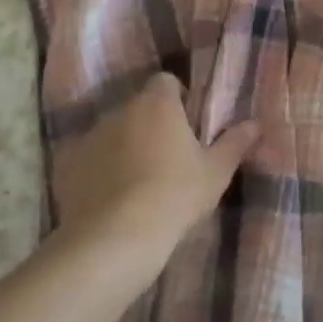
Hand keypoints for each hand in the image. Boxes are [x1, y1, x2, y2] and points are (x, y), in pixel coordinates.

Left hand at [50, 73, 258, 261]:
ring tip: (138, 182)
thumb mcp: (216, 172)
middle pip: (138, 107)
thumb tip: (256, 123)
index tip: (188, 125)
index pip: (166, 81)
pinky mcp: (66, 167)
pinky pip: (88, 160)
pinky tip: (110, 199)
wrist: (115, 239)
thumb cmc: (175, 195)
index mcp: (157, 104)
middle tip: (168, 157)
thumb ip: (236, 142)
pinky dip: (98, 171)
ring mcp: (89, 138)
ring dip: (124, 146)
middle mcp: (120, 111)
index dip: (178, 98)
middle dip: (151, 124)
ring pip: (112, 133)